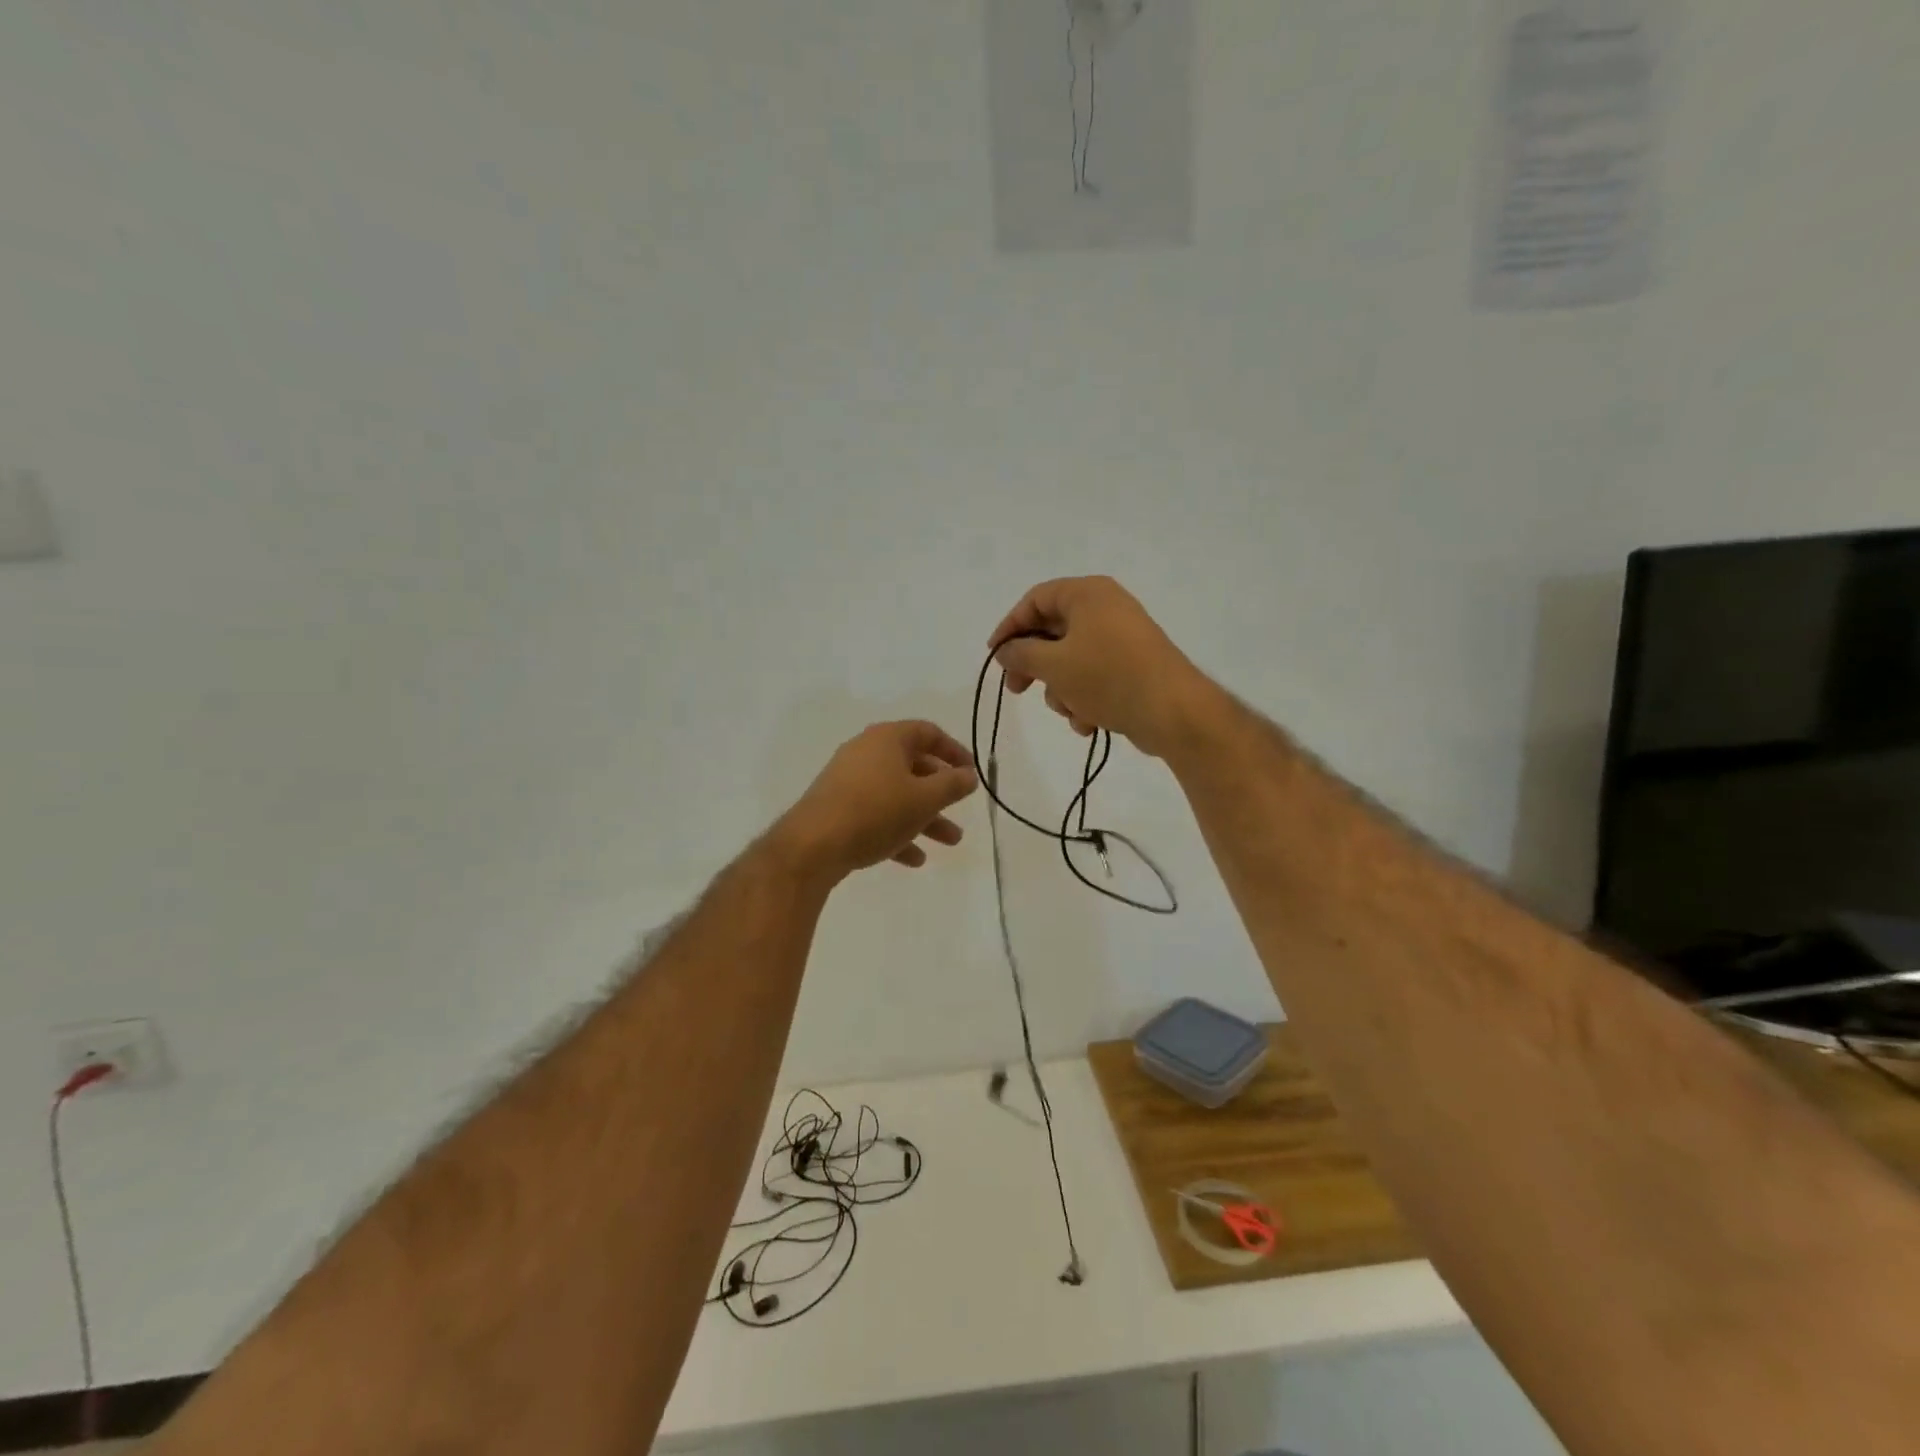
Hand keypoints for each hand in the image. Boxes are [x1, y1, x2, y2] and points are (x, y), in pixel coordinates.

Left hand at [773, 721, 978, 881]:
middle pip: (913, 766)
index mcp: (887, 739)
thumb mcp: (925, 799)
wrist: (813, 845)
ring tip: (950, 842)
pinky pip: (875, 815)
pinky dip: (897, 831)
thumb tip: (969, 775)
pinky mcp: (837, 808)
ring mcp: (849, 781)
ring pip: (896, 795)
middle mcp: (866, 752)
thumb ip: (952, 785)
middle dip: (941, 792)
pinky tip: (914, 859)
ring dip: (925, 817)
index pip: (928, 732)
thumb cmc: (876, 811)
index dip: (954, 751)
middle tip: (960, 808)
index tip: (971, 773)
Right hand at [988, 576, 1218, 758]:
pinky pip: (1095, 677)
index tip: (994, 657)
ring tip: (1069, 710)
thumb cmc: (1107, 677)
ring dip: (1062, 690)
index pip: (1035, 600)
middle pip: (1053, 632)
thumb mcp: (1053, 665)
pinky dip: (1085, 698)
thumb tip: (1006, 651)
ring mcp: (1122, 638)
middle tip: (1017, 690)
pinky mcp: (1133, 667)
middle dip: (1035, 666)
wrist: (1173, 711)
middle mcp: (1106, 608)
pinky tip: (1089, 722)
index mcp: (1088, 593)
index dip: (1009, 627)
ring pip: (1072, 660)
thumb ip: (1021, 654)